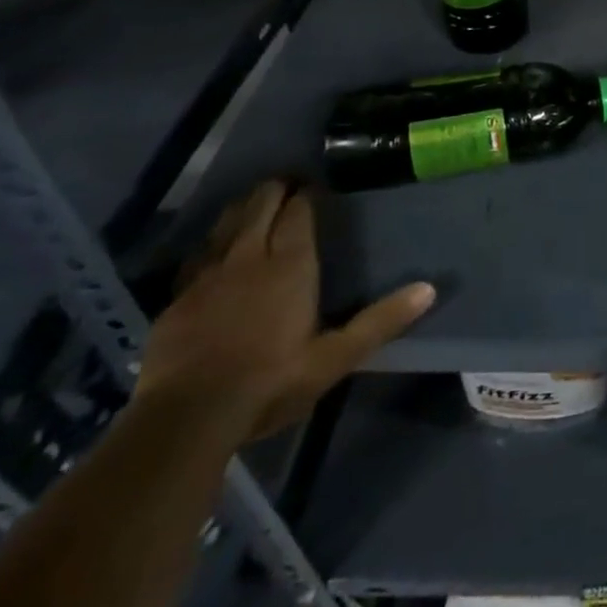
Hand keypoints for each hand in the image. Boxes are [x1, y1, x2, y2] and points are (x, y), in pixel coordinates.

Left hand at [137, 181, 435, 440]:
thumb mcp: (335, 357)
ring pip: (226, 222)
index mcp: (290, 264)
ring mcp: (208, 275)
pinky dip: (211, 243)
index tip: (316, 185)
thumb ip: (380, 321)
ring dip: (243, 208)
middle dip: (275, 189)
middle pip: (260, 204)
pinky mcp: (177, 299)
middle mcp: (249, 257)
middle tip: (289, 184)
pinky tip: (213, 250)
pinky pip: (198, 255)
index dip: (307, 193)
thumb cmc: (271, 383)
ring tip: (255, 203)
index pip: (298, 210)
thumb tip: (429, 289)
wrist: (184, 421)